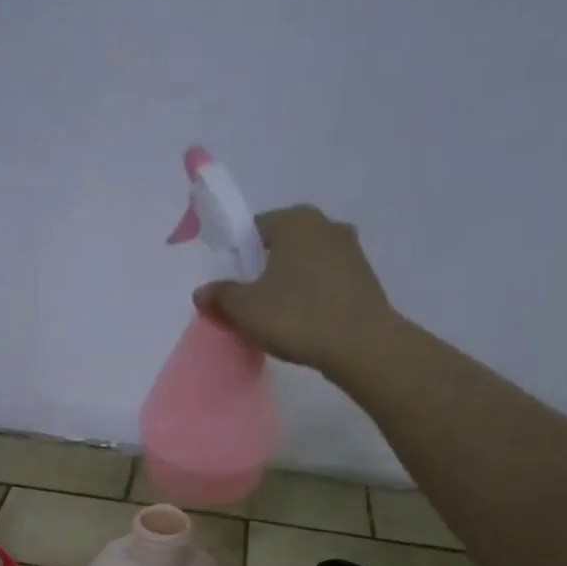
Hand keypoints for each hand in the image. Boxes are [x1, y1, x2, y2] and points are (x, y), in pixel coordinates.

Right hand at [194, 204, 397, 378]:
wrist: (361, 345)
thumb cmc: (296, 316)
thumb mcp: (245, 309)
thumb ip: (220, 296)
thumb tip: (202, 292)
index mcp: (294, 220)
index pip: (254, 229)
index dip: (236, 256)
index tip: (230, 286)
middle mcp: (326, 224)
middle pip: (281, 245)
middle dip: (263, 270)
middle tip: (250, 303)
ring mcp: (350, 250)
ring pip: (305, 263)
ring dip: (289, 283)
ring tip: (276, 317)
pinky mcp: (365, 277)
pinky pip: (325, 281)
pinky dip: (311, 296)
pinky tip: (303, 322)